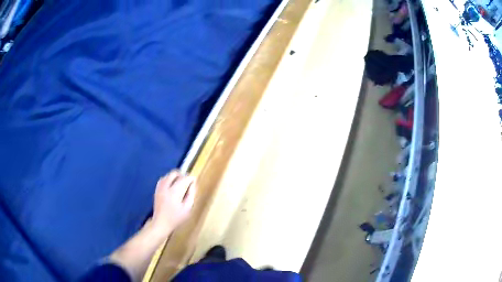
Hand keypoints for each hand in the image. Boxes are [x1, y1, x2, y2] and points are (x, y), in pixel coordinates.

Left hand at [151, 170, 195, 237]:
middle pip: (174, 173)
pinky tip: (171, 186)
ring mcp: (160, 187)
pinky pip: (163, 179)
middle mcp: (166, 186)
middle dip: (182, 175)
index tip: (194, 181)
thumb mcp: (187, 208)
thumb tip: (193, 184)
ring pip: (168, 175)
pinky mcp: (156, 190)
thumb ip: (191, 194)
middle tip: (187, 182)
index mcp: (175, 191)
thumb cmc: (176, 218)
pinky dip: (168, 179)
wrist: (161, 223)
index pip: (184, 178)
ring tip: (180, 184)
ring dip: (175, 177)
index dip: (191, 178)